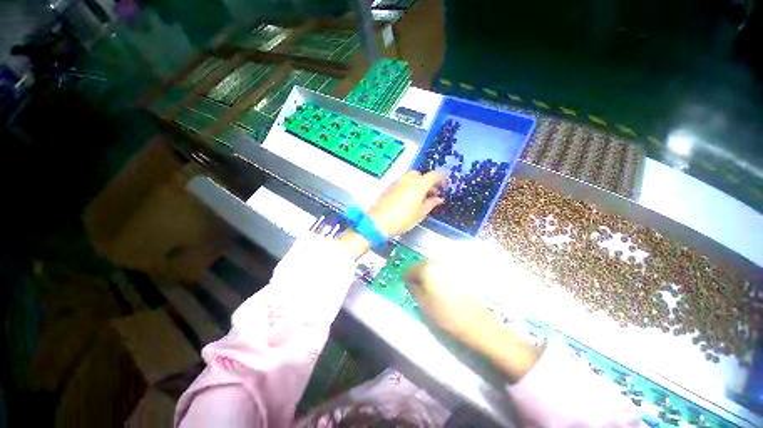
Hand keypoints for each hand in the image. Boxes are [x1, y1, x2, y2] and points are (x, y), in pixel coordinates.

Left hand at [367, 171, 444, 236]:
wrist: (379, 221)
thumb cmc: (402, 218)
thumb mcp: (421, 213)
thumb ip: (431, 203)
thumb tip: (438, 199)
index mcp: (419, 183)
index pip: (435, 175)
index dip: (441, 180)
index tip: (443, 187)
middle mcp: (408, 178)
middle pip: (422, 175)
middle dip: (428, 183)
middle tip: (431, 194)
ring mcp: (397, 181)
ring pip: (411, 178)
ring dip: (418, 184)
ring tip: (420, 198)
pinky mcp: (389, 186)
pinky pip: (402, 182)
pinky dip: (408, 187)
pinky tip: (408, 199)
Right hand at [405, 261, 541, 381]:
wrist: (476, 321)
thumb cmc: (446, 314)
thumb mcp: (423, 303)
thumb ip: (413, 288)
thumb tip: (410, 281)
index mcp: (426, 268)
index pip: (409, 270)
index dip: (407, 280)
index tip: (409, 288)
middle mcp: (438, 261)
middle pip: (421, 265)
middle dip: (419, 275)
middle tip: (421, 289)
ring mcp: (450, 264)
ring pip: (433, 265)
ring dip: (430, 274)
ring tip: (433, 289)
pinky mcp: (460, 269)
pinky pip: (444, 268)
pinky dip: (440, 274)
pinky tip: (445, 287)